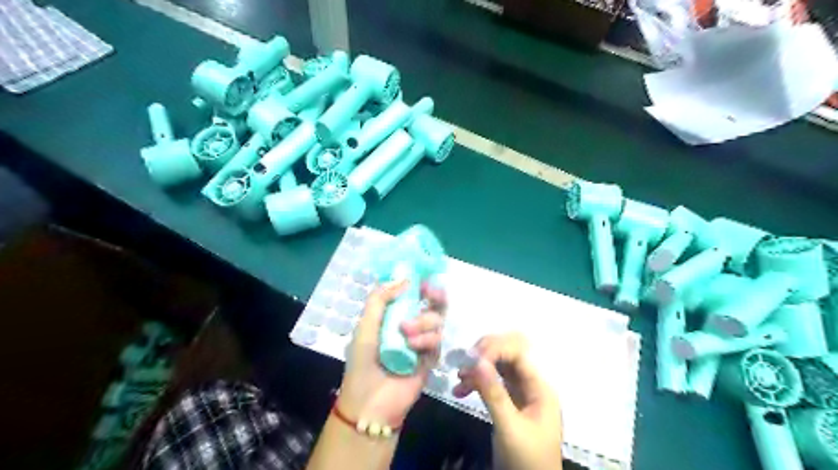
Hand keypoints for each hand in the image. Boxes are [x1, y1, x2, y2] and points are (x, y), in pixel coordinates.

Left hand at [336, 279, 448, 429]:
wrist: (370, 401)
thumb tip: (403, 279)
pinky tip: (413, 346)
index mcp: (394, 317)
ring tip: (406, 332)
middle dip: (434, 295)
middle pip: (432, 304)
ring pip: (437, 320)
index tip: (423, 278)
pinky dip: (427, 339)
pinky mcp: (431, 358)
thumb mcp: (365, 325)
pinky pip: (437, 340)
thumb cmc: (362, 361)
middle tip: (430, 292)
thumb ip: (380, 300)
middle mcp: (411, 326)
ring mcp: (422, 342)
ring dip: (424, 321)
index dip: (420, 285)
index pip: (412, 295)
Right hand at [452, 332, 562, 469]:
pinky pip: (492, 381)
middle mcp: (531, 383)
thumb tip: (477, 360)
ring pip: (497, 366)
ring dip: (477, 368)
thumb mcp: (509, 428)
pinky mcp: (510, 400)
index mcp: (539, 386)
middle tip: (463, 364)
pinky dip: (476, 382)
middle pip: (507, 353)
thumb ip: (494, 393)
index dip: (494, 349)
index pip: (517, 352)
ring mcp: (520, 391)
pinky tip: (460, 390)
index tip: (470, 359)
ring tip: (458, 378)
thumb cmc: (526, 460)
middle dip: (484, 354)